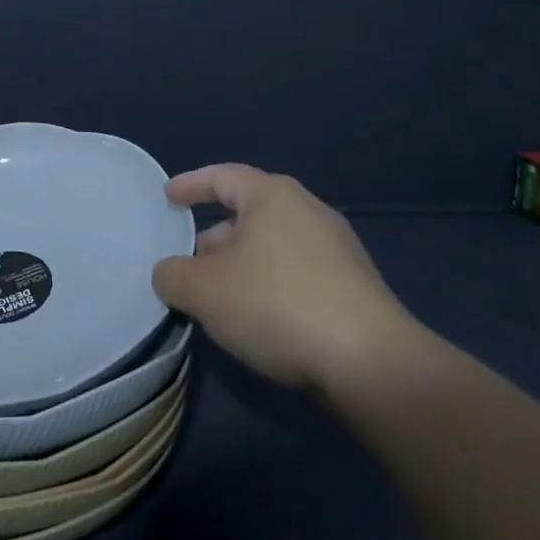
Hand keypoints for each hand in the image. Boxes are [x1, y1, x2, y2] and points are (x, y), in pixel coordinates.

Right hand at [152, 164, 420, 393]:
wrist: (371, 363)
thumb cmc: (277, 305)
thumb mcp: (204, 291)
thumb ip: (173, 275)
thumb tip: (169, 273)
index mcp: (272, 196)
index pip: (222, 176)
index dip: (190, 185)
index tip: (168, 197)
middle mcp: (307, 210)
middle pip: (248, 213)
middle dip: (215, 236)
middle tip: (188, 263)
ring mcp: (337, 248)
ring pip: (273, 246)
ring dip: (242, 266)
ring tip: (218, 298)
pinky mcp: (354, 286)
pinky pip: (297, 273)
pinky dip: (270, 286)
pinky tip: (259, 320)